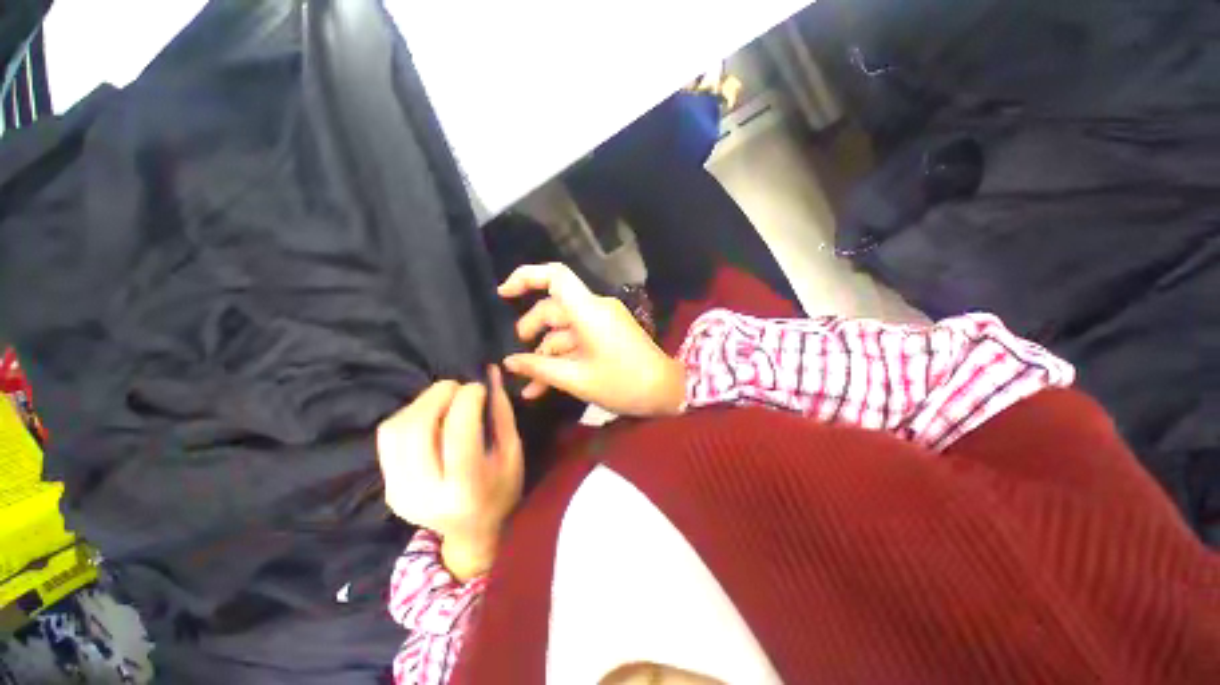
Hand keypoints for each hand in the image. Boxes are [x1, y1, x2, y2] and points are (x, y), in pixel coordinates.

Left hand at [376, 367, 522, 579]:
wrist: (471, 533)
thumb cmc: (501, 490)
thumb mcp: (512, 452)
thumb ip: (501, 412)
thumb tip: (490, 373)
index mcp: (465, 488)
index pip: (458, 432)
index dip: (467, 399)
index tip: (479, 387)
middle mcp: (424, 493)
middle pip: (417, 428)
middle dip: (438, 395)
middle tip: (458, 386)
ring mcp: (399, 492)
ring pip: (396, 429)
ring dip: (421, 403)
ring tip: (444, 398)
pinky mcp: (387, 487)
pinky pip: (388, 437)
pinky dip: (408, 415)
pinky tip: (429, 415)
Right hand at [498, 263, 685, 417]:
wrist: (667, 391)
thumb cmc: (623, 383)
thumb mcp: (577, 379)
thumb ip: (540, 368)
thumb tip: (509, 362)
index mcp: (588, 311)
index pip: (556, 276)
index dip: (526, 277)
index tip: (503, 294)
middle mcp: (594, 309)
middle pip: (554, 309)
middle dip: (532, 330)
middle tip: (517, 357)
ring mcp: (602, 323)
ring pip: (564, 331)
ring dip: (545, 354)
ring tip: (528, 386)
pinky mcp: (607, 335)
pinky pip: (578, 340)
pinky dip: (562, 358)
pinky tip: (544, 386)